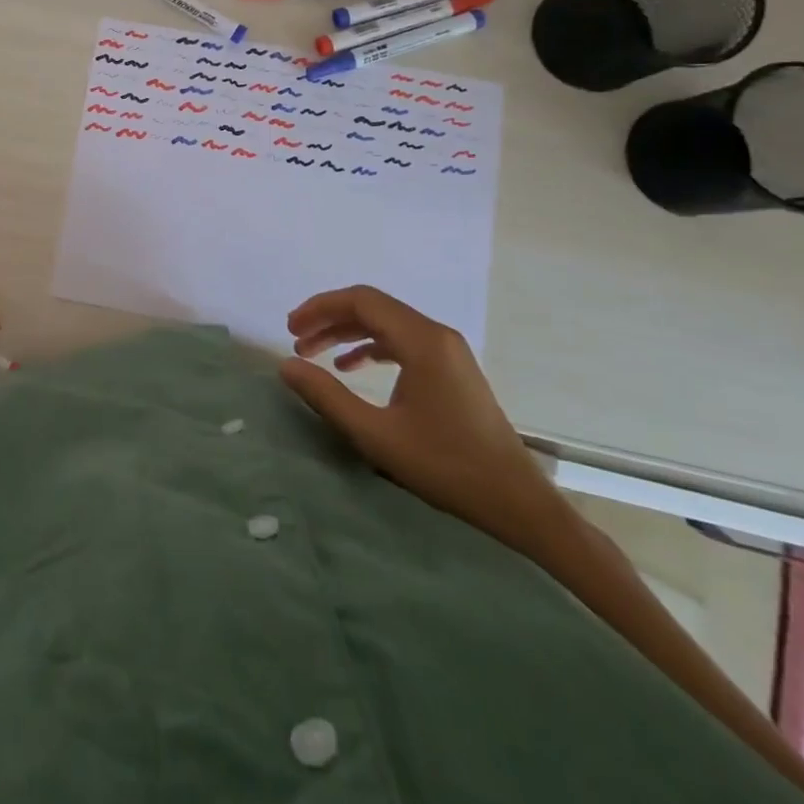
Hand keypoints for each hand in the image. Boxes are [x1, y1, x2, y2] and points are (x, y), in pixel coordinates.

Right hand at [278, 285, 569, 556]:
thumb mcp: (375, 434)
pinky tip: (350, 367)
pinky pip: (402, 341)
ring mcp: (447, 351)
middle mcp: (436, 334)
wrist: (517, 501)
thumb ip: (326, 396)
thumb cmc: (445, 466)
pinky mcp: (451, 368)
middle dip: (328, 319)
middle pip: (372, 307)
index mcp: (422, 341)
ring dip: (346, 332)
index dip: (319, 308)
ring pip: (385, 323)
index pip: (361, 301)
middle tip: (295, 341)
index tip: (290, 330)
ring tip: (314, 354)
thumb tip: (286, 365)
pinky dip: (370, 346)